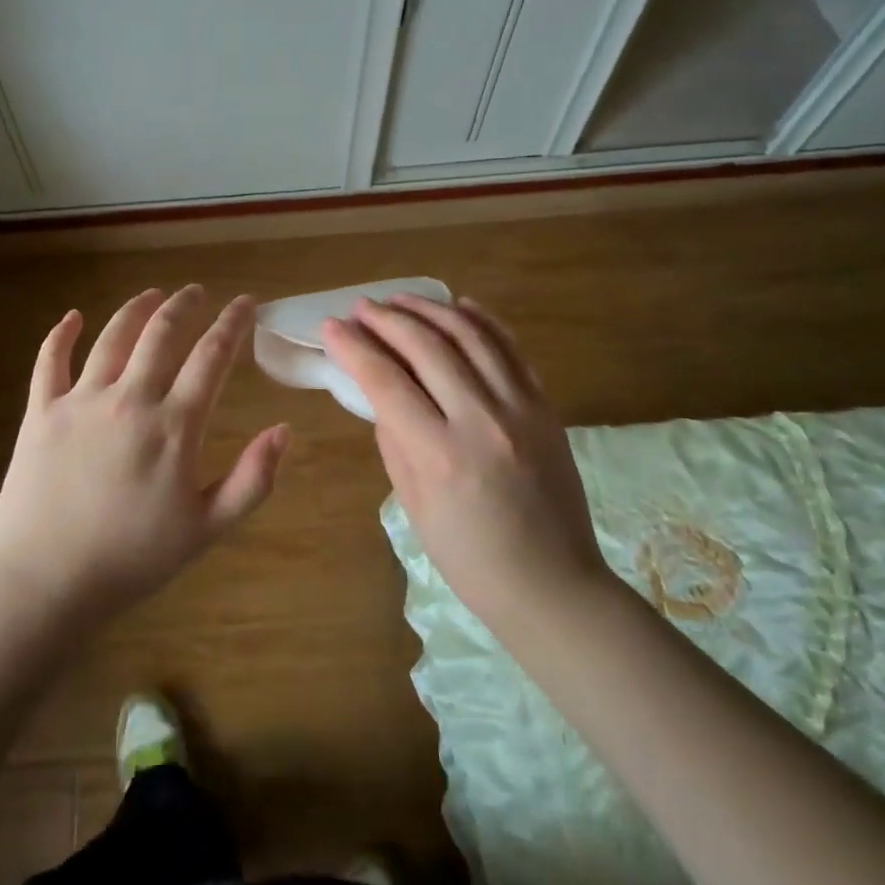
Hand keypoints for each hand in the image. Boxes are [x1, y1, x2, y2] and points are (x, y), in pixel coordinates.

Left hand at [0, 285, 289, 624]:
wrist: (44, 583)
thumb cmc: (131, 560)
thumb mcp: (206, 529)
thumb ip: (251, 479)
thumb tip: (283, 430)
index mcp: (173, 426)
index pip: (212, 357)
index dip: (233, 324)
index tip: (247, 302)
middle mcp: (129, 400)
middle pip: (162, 334)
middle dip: (185, 305)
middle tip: (197, 291)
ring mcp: (80, 401)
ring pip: (112, 337)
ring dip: (137, 309)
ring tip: (153, 294)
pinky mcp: (40, 412)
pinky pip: (49, 361)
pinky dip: (60, 334)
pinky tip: (72, 317)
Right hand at [322, 294, 609, 628]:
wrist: (553, 585)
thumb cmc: (470, 559)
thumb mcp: (414, 505)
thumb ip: (394, 440)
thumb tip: (380, 391)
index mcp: (440, 456)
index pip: (386, 382)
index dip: (354, 348)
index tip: (332, 327)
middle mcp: (482, 421)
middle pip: (427, 347)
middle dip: (386, 319)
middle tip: (361, 307)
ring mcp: (521, 409)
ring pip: (471, 336)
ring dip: (430, 309)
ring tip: (400, 299)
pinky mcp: (546, 407)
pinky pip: (511, 349)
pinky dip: (483, 321)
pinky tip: (459, 306)